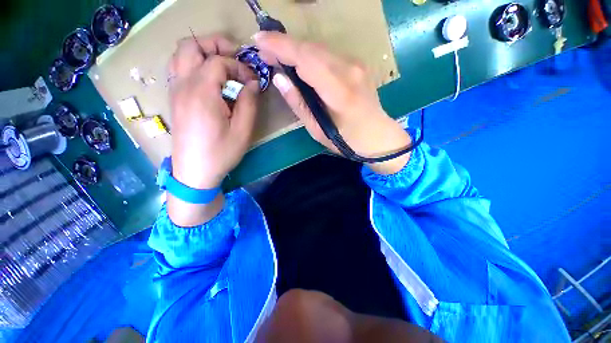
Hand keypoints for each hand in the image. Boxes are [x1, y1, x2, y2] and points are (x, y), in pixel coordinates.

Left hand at [167, 34, 258, 226]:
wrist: (195, 172)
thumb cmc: (221, 153)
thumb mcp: (243, 131)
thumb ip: (249, 103)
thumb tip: (252, 83)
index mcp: (202, 93)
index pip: (219, 61)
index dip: (239, 66)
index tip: (253, 80)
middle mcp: (183, 85)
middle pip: (191, 46)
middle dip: (215, 45)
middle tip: (235, 57)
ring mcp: (175, 91)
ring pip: (181, 54)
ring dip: (202, 52)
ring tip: (222, 65)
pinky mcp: (174, 99)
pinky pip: (178, 68)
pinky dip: (193, 64)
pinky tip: (209, 79)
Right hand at [254, 32, 411, 174]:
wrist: (377, 136)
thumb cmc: (346, 139)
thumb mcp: (317, 129)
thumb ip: (298, 103)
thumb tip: (280, 78)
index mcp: (339, 91)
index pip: (306, 58)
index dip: (280, 46)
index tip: (259, 41)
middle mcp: (349, 70)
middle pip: (311, 48)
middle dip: (284, 45)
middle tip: (264, 51)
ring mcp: (356, 64)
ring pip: (319, 49)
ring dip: (296, 49)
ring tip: (278, 56)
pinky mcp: (357, 65)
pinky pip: (327, 55)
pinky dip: (309, 55)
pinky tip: (299, 63)